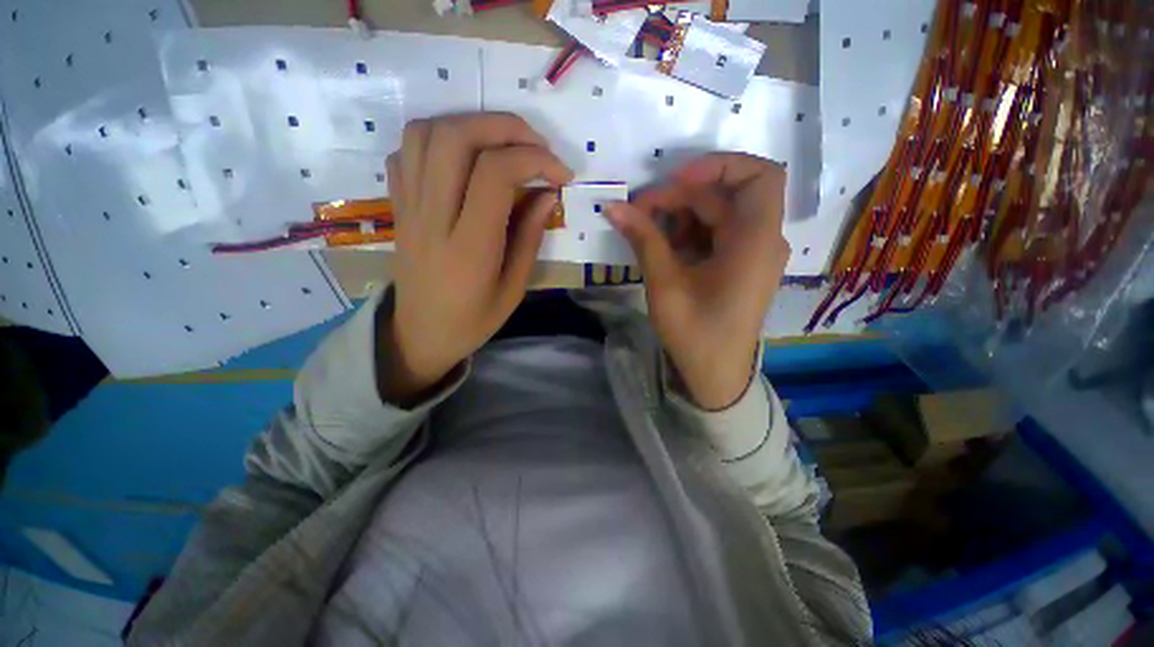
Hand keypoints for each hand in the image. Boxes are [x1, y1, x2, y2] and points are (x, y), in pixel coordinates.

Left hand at [379, 113, 572, 404]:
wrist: (420, 335)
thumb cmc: (473, 320)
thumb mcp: (514, 289)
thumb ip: (530, 237)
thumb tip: (547, 193)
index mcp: (469, 247)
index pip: (496, 174)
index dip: (534, 159)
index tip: (561, 174)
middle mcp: (433, 218)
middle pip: (457, 137)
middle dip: (505, 127)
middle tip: (536, 145)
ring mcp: (408, 208)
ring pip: (426, 133)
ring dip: (470, 124)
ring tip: (501, 145)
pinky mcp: (398, 206)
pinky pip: (406, 152)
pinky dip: (438, 139)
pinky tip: (464, 159)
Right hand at [606, 154, 788, 409]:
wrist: (715, 375)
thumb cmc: (695, 332)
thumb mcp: (665, 283)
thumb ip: (643, 239)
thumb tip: (613, 207)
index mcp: (755, 241)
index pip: (759, 175)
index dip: (718, 165)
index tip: (674, 178)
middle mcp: (761, 240)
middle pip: (726, 195)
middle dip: (681, 195)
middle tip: (640, 210)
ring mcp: (751, 254)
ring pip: (718, 214)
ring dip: (681, 215)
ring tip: (648, 231)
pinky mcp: (738, 266)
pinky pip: (716, 235)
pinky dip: (689, 233)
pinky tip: (664, 247)